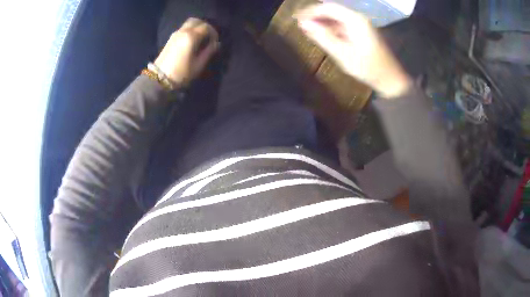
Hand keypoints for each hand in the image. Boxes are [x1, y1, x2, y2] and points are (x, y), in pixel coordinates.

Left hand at [154, 18, 219, 87]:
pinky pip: (184, 29)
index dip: (213, 33)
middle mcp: (183, 31)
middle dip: (205, 27)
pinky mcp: (171, 38)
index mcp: (191, 37)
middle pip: (197, 21)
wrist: (160, 78)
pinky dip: (190, 31)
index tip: (215, 42)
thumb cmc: (181, 73)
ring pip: (189, 23)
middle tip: (209, 37)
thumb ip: (209, 51)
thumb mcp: (199, 64)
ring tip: (201, 39)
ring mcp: (176, 34)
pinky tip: (192, 41)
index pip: (206, 27)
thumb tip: (216, 44)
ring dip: (197, 28)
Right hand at [295, 3, 411, 97]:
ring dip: (323, 22)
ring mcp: (361, 25)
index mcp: (355, 20)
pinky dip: (332, 29)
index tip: (297, 18)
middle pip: (333, 11)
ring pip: (337, 18)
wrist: (390, 79)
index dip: (311, 11)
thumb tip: (304, 24)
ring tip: (308, 30)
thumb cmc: (368, 67)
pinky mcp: (362, 33)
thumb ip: (323, 37)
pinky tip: (323, 35)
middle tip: (300, 24)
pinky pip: (343, 25)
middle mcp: (359, 18)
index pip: (328, 7)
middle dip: (316, 16)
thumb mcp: (343, 53)